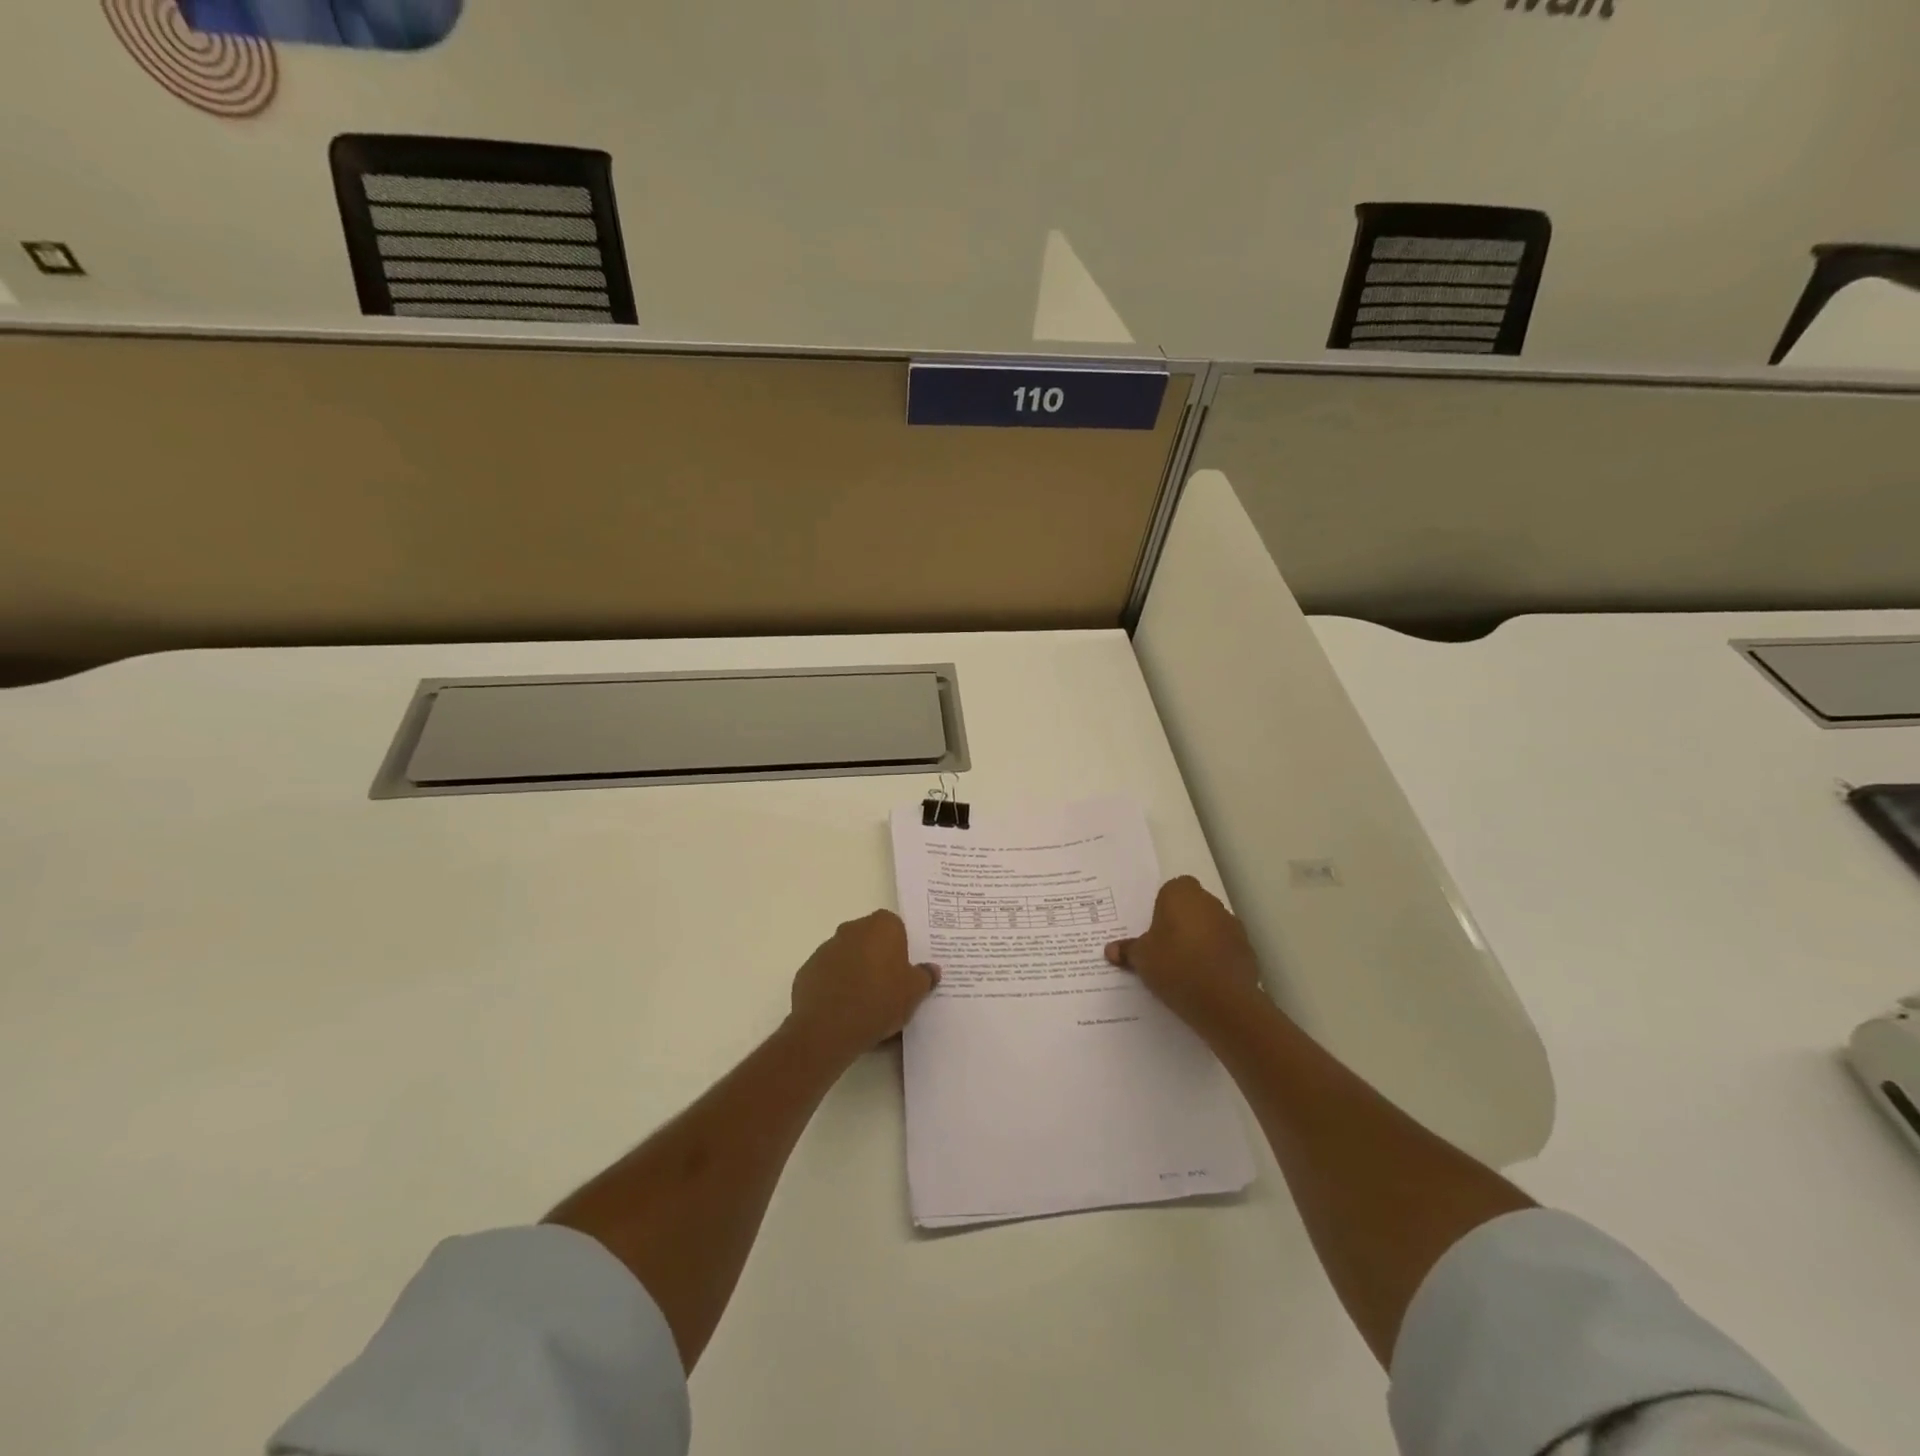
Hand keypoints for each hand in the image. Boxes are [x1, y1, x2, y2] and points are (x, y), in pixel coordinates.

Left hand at [787, 910, 939, 1062]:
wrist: (829, 1028)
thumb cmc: (879, 1000)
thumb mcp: (914, 992)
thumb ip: (925, 976)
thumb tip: (931, 970)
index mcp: (881, 926)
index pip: (895, 927)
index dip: (901, 948)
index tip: (904, 970)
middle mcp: (852, 929)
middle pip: (870, 940)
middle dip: (878, 959)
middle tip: (889, 988)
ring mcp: (826, 949)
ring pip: (848, 957)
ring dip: (856, 973)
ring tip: (866, 1006)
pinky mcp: (807, 971)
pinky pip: (828, 975)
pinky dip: (836, 987)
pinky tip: (844, 1012)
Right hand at [1105, 877, 1265, 1034]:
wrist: (1223, 1000)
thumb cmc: (1175, 965)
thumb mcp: (1141, 958)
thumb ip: (1128, 950)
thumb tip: (1110, 950)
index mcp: (1182, 894)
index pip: (1171, 889)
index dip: (1162, 907)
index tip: (1154, 929)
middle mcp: (1210, 902)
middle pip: (1192, 907)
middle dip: (1180, 923)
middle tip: (1164, 948)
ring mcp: (1232, 926)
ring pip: (1210, 927)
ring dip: (1200, 940)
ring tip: (1183, 968)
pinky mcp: (1247, 950)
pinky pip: (1224, 949)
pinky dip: (1215, 959)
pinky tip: (1203, 980)